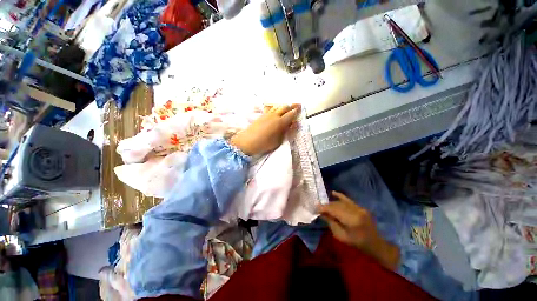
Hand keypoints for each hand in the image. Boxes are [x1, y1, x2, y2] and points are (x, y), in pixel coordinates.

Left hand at [230, 104, 299, 155]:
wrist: (247, 141)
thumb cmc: (264, 144)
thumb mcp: (278, 141)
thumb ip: (286, 132)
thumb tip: (293, 124)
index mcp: (280, 122)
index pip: (291, 114)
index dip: (296, 111)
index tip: (300, 109)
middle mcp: (274, 115)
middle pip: (284, 107)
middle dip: (291, 106)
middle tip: (297, 105)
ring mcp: (267, 114)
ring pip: (277, 106)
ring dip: (283, 106)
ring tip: (287, 107)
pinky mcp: (261, 115)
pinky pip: (270, 108)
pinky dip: (275, 108)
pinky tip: (276, 110)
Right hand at [318, 191, 399, 269]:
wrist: (375, 244)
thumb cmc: (357, 244)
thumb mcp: (341, 236)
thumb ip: (331, 223)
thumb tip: (321, 213)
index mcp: (352, 220)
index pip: (334, 210)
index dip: (323, 208)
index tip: (315, 208)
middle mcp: (356, 211)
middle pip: (337, 205)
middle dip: (326, 206)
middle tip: (318, 208)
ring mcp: (359, 208)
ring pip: (341, 202)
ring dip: (332, 203)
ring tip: (325, 206)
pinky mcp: (361, 207)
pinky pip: (348, 200)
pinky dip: (340, 196)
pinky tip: (333, 193)